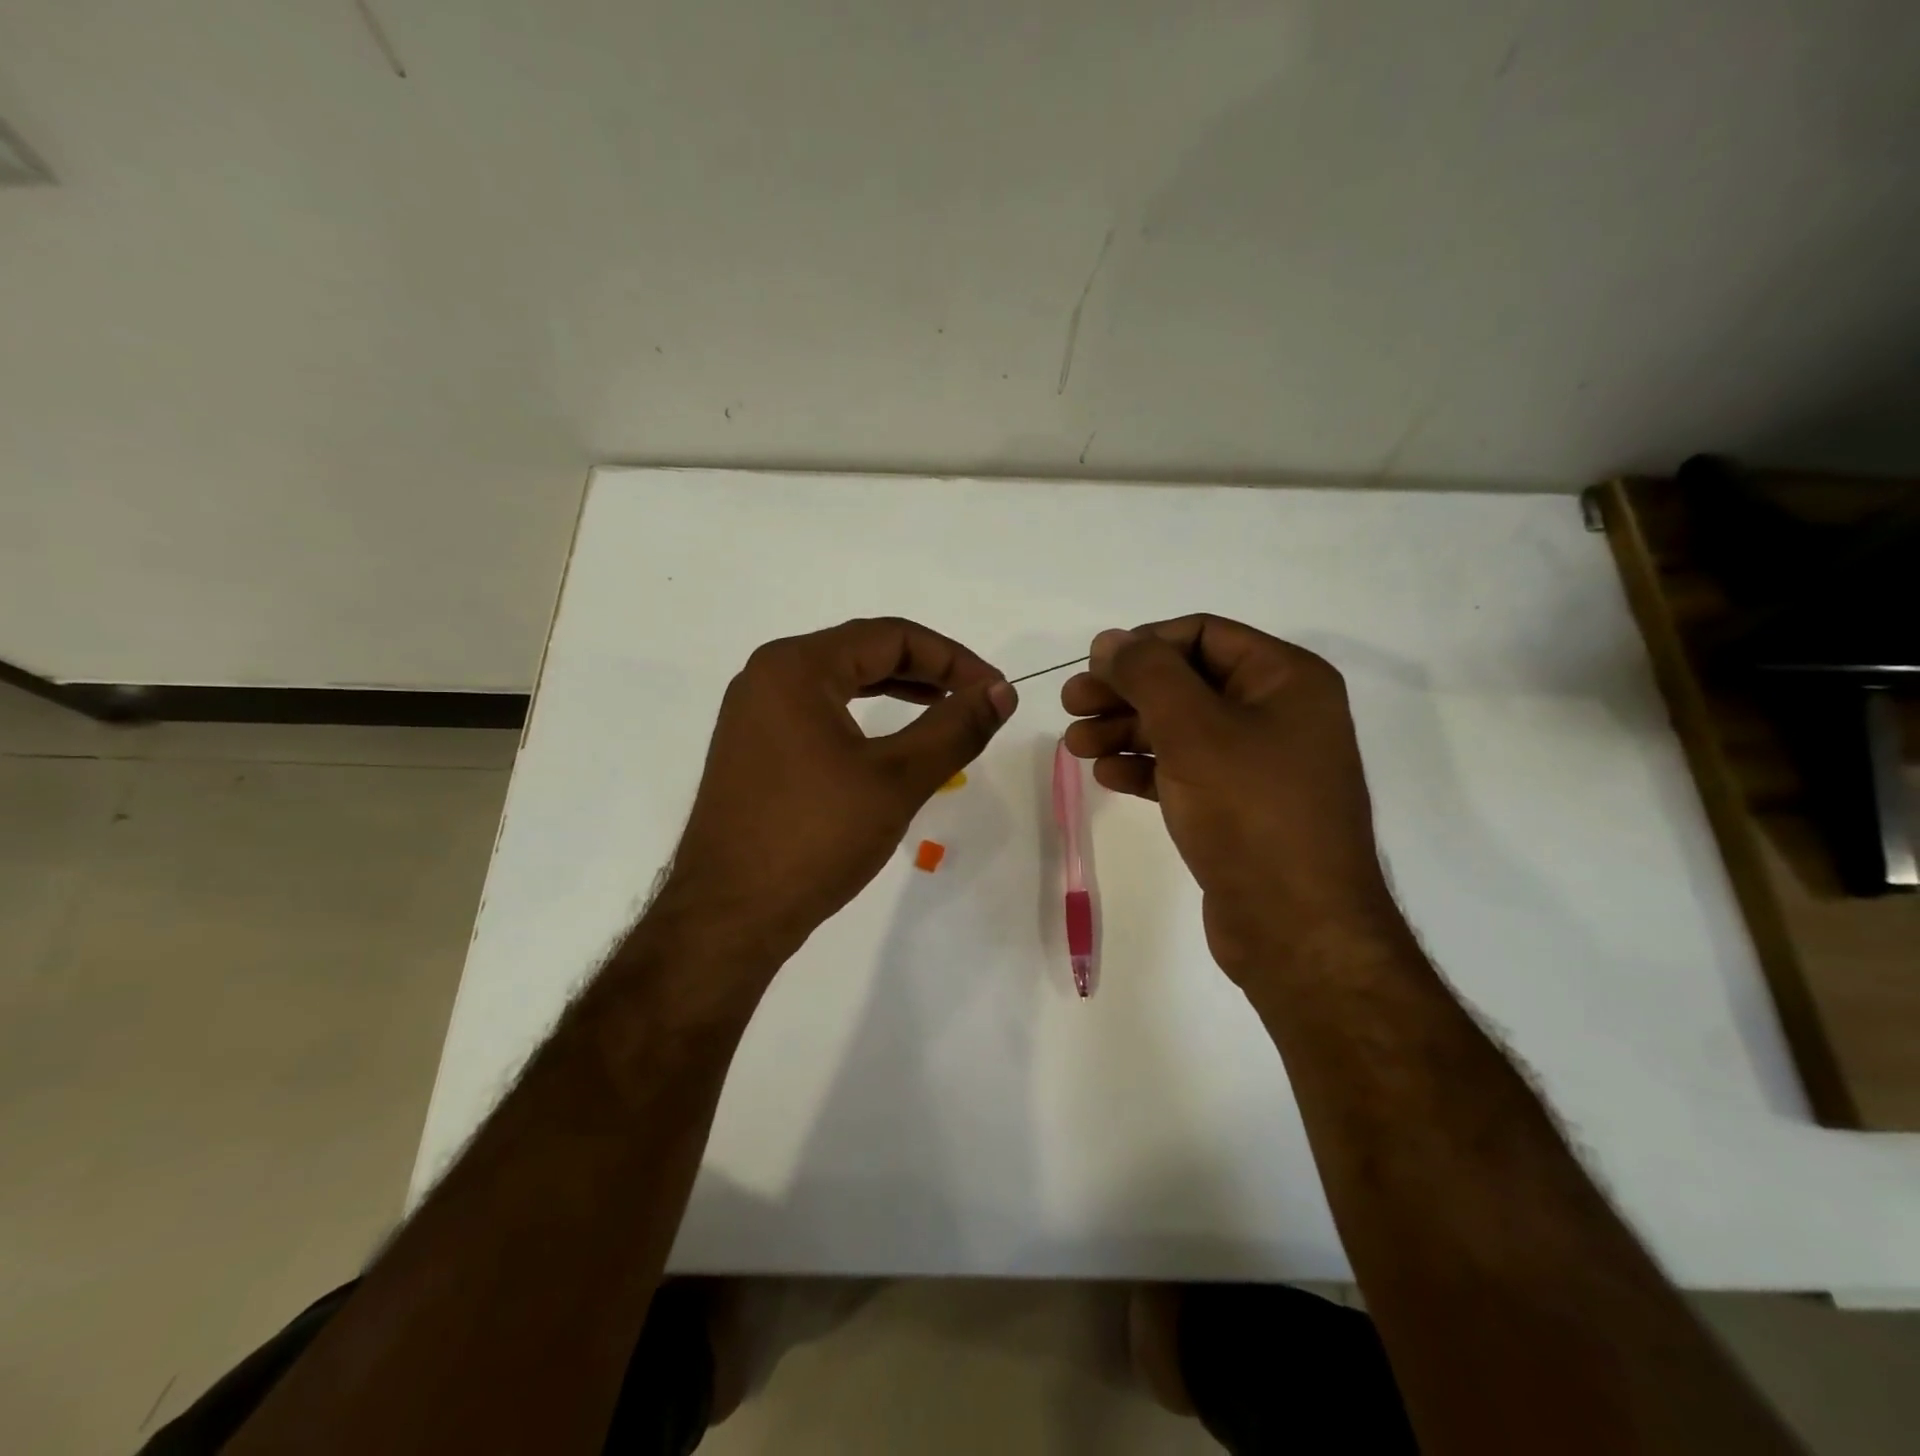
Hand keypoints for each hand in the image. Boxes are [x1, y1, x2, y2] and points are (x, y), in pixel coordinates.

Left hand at [659, 618, 1016, 964]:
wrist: (729, 915)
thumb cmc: (814, 838)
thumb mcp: (897, 779)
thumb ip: (954, 728)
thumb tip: (1002, 692)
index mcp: (795, 667)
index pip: (889, 636)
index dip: (952, 658)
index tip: (994, 690)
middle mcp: (768, 676)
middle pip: (862, 651)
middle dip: (927, 671)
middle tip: (976, 698)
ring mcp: (755, 713)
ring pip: (840, 682)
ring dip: (897, 690)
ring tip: (945, 710)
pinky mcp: (754, 748)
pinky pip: (819, 712)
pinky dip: (863, 717)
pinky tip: (892, 741)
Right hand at [1061, 615, 1398, 978]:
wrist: (1296, 928)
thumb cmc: (1250, 812)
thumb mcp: (1193, 729)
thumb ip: (1147, 674)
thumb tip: (1110, 639)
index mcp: (1286, 679)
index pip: (1203, 634)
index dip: (1143, 644)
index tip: (1094, 667)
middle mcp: (1277, 713)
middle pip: (1186, 681)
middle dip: (1125, 691)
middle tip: (1070, 704)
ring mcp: (1259, 763)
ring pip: (1180, 728)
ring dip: (1125, 730)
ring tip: (1075, 746)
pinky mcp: (1238, 807)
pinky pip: (1185, 770)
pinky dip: (1145, 768)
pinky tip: (1106, 776)